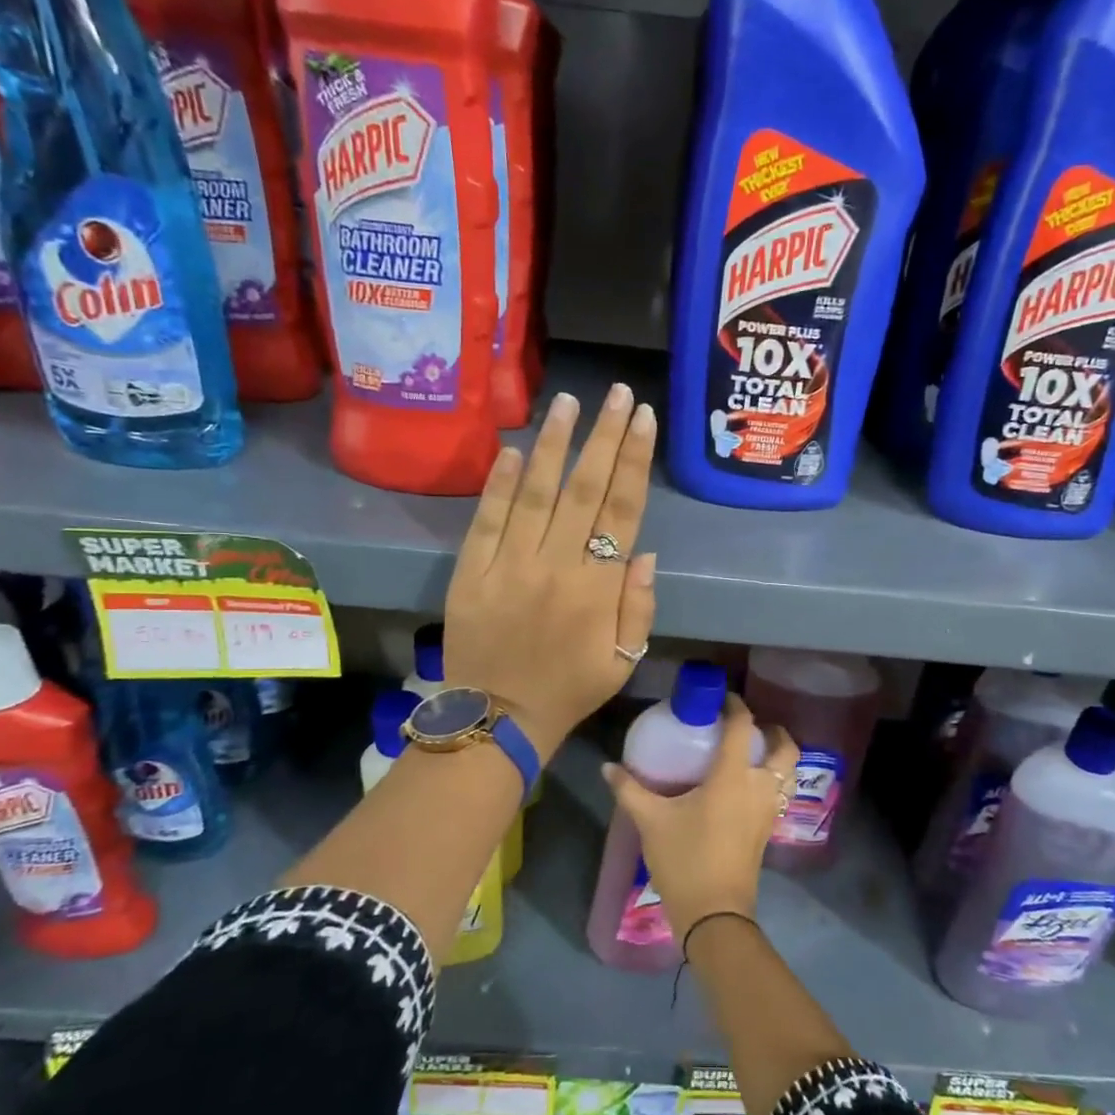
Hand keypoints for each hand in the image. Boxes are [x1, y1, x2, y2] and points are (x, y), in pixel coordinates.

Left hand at [443, 384, 657, 757]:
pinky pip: (486, 520)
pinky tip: (513, 449)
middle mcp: (556, 565)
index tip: (642, 419)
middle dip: (603, 437)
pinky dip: (499, 484)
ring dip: (553, 445)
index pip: (621, 510)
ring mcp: (509, 565)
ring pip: (536, 493)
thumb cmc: (570, 690)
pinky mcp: (471, 572)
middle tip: (615, 393)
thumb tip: (643, 550)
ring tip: (567, 403)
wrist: (499, 720)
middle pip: (584, 489)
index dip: (633, 460)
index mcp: (597, 588)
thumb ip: (638, 605)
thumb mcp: (624, 659)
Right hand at [602, 695, 797, 941]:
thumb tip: (607, 767)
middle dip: (773, 731)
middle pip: (785, 748)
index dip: (735, 705)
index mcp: (733, 777)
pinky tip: (747, 787)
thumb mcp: (651, 821)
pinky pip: (781, 793)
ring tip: (754, 753)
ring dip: (779, 756)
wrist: (714, 914)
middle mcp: (759, 787)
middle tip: (749, 727)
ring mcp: (769, 811)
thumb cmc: (684, 859)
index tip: (721, 698)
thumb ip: (629, 789)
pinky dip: (773, 780)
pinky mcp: (769, 830)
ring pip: (789, 772)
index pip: (744, 727)